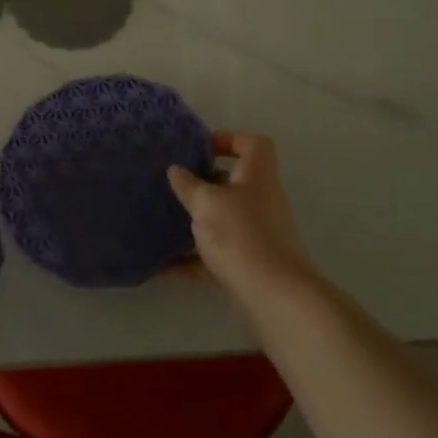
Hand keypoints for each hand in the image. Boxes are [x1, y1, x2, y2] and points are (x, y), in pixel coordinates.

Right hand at [167, 132, 317, 303]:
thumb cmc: (241, 235)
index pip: (254, 145)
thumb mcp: (207, 203)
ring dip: (197, 221)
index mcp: (257, 176)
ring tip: (163, 220)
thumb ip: (189, 185)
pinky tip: (162, 266)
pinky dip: (192, 260)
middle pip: (234, 183)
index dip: (229, 139)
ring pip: (223, 220)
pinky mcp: (248, 265)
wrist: (275, 298)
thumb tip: (176, 170)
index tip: (200, 149)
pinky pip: (215, 256)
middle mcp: (261, 201)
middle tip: (174, 184)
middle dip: (204, 183)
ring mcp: (257, 235)